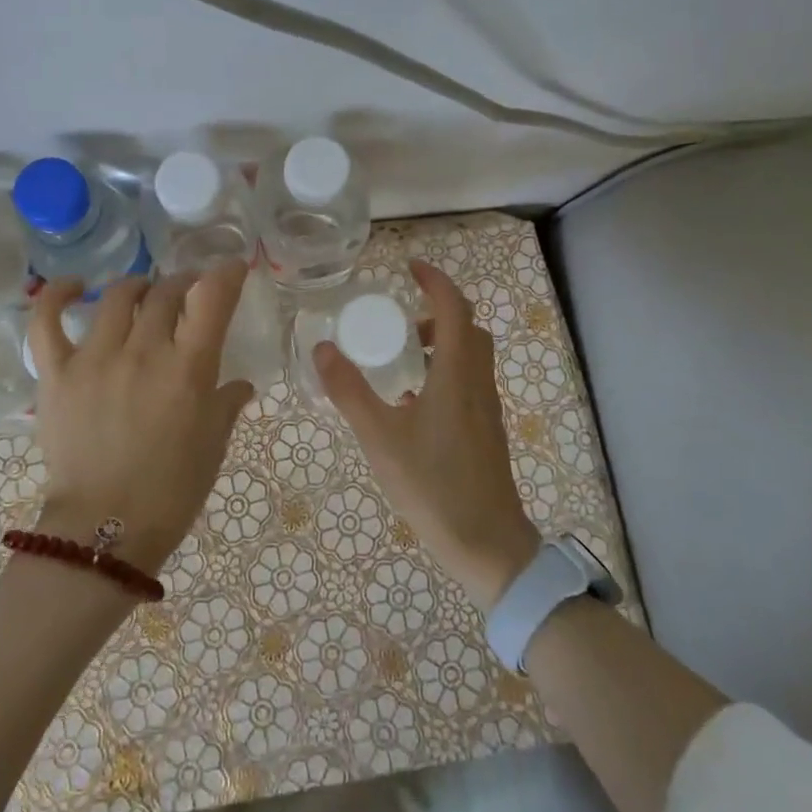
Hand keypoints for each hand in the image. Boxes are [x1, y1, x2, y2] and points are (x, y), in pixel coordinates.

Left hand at [28, 262, 255, 574]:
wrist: (105, 531)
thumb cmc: (172, 490)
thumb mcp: (213, 445)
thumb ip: (227, 403)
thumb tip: (239, 384)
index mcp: (188, 368)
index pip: (212, 299)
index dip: (225, 274)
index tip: (231, 268)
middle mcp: (143, 351)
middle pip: (165, 292)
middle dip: (182, 283)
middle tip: (187, 292)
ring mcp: (95, 358)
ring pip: (117, 296)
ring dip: (138, 286)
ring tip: (144, 292)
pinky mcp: (57, 373)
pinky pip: (47, 321)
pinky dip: (57, 295)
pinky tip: (73, 287)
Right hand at [314, 259, 540, 609]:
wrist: (488, 545)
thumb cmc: (433, 486)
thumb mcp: (380, 438)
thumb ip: (349, 391)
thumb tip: (323, 347)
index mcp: (456, 374)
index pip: (454, 308)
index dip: (435, 281)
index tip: (410, 267)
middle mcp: (477, 383)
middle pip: (467, 328)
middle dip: (436, 311)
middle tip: (399, 318)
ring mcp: (486, 409)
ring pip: (470, 356)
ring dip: (440, 342)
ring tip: (402, 358)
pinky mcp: (486, 431)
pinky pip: (468, 382)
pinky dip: (444, 371)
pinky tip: (413, 402)